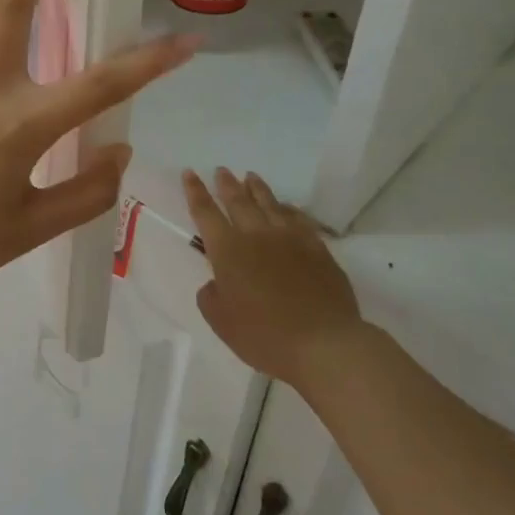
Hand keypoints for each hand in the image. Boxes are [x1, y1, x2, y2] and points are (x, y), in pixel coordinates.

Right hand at [182, 168, 360, 385]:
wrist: (324, 344)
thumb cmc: (264, 336)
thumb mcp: (221, 322)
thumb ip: (211, 296)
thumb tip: (216, 283)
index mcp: (227, 251)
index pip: (205, 212)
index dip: (195, 191)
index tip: (190, 173)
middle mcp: (256, 235)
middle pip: (238, 201)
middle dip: (226, 184)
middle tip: (221, 170)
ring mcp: (290, 239)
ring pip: (269, 204)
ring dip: (257, 188)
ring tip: (250, 176)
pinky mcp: (317, 248)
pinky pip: (299, 219)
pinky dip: (288, 209)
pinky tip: (286, 207)